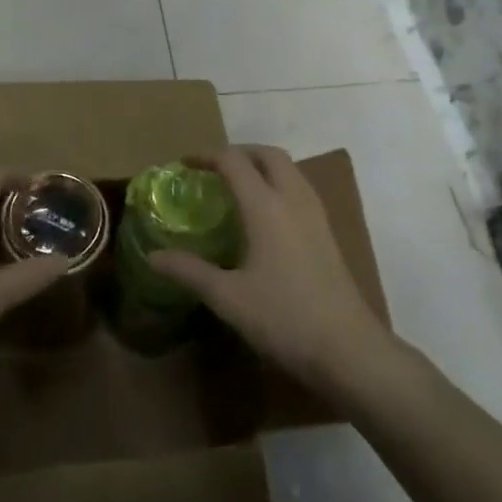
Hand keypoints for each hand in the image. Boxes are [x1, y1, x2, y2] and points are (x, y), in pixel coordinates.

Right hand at [151, 145, 390, 392]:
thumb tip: (153, 256)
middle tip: (212, 169)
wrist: (348, 349)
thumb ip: (189, 271)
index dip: (206, 157)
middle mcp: (293, 199)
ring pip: (289, 169)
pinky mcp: (327, 232)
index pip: (234, 161)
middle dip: (238, 153)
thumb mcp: (228, 297)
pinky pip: (299, 188)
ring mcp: (315, 214)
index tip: (184, 165)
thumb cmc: (284, 318)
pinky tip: (264, 215)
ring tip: (236, 186)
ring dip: (261, 165)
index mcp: (266, 206)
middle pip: (267, 155)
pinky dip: (277, 183)